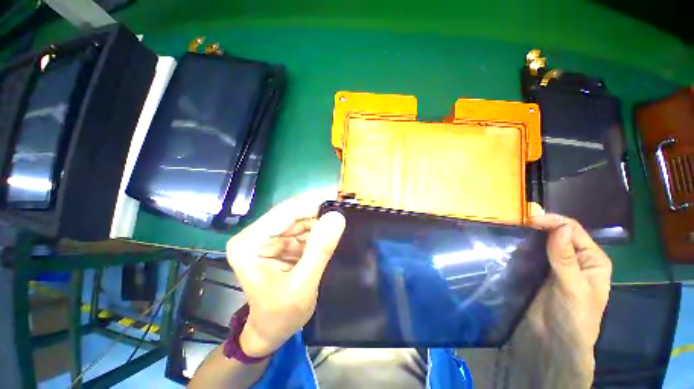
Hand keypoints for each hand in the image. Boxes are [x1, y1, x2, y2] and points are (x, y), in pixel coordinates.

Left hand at [226, 197, 345, 356]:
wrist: (270, 331)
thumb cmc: (280, 315)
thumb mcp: (303, 285)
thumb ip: (320, 250)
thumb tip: (337, 217)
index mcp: (249, 243)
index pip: (285, 212)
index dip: (313, 206)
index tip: (338, 207)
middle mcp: (255, 234)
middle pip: (292, 213)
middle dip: (317, 215)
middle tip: (341, 219)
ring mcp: (267, 237)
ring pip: (299, 218)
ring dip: (319, 222)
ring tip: (336, 230)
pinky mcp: (279, 241)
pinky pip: (302, 228)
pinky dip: (316, 231)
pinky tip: (327, 238)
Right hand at [512, 214, 611, 387]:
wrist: (553, 344)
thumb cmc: (573, 317)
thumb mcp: (573, 288)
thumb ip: (565, 258)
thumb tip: (559, 227)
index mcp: (592, 259)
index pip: (573, 230)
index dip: (553, 222)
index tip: (529, 219)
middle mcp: (575, 259)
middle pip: (557, 234)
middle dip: (539, 226)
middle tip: (517, 222)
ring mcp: (554, 266)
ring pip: (542, 243)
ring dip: (529, 236)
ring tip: (511, 230)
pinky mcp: (538, 272)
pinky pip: (530, 254)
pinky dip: (521, 247)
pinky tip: (511, 245)